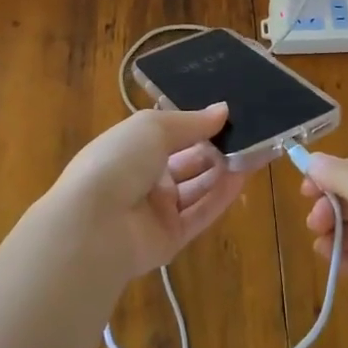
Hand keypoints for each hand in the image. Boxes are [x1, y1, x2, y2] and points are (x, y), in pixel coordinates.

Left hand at [50, 105, 248, 277]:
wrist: (93, 225)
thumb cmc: (117, 161)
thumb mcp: (153, 127)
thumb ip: (191, 121)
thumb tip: (223, 110)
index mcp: (132, 147)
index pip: (170, 133)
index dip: (197, 124)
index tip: (228, 113)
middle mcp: (144, 177)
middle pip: (188, 160)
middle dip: (215, 147)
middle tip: (250, 133)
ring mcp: (157, 210)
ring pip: (198, 187)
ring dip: (224, 170)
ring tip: (254, 151)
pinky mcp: (171, 237)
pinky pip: (200, 213)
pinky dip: (221, 196)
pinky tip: (244, 177)